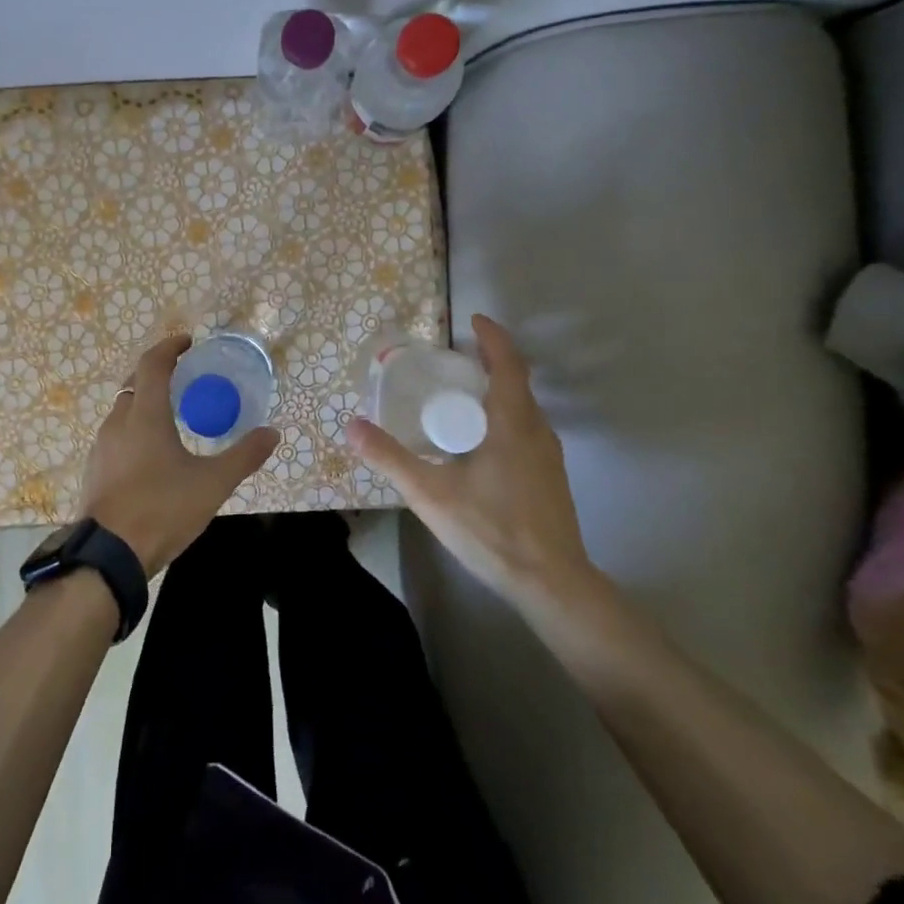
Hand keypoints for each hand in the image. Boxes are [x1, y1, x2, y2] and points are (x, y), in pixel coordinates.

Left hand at [79, 334, 279, 576]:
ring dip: (144, 403)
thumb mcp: (212, 484)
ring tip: (170, 415)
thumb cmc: (162, 509)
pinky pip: (116, 436)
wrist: (109, 555)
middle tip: (183, 378)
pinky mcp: (95, 469)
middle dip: (157, 374)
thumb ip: (243, 456)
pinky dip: (134, 429)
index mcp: (145, 415)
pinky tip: (150, 453)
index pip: (153, 364)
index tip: (188, 343)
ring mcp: (102, 446)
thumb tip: (272, 433)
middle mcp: (118, 422)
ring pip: (123, 411)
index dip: (170, 348)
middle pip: (134, 384)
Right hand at [345, 313, 593, 605]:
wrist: (551, 583)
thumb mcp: (429, 493)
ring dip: (498, 391)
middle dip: (489, 362)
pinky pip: (527, 429)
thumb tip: (352, 425)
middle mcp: (537, 431)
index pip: (508, 363)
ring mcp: (549, 455)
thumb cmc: (491, 529)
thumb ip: (389, 457)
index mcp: (512, 423)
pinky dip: (504, 416)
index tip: (472, 320)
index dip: (492, 337)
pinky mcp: (551, 477)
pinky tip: (480, 441)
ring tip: (462, 395)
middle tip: (453, 360)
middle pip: (517, 382)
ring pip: (524, 408)